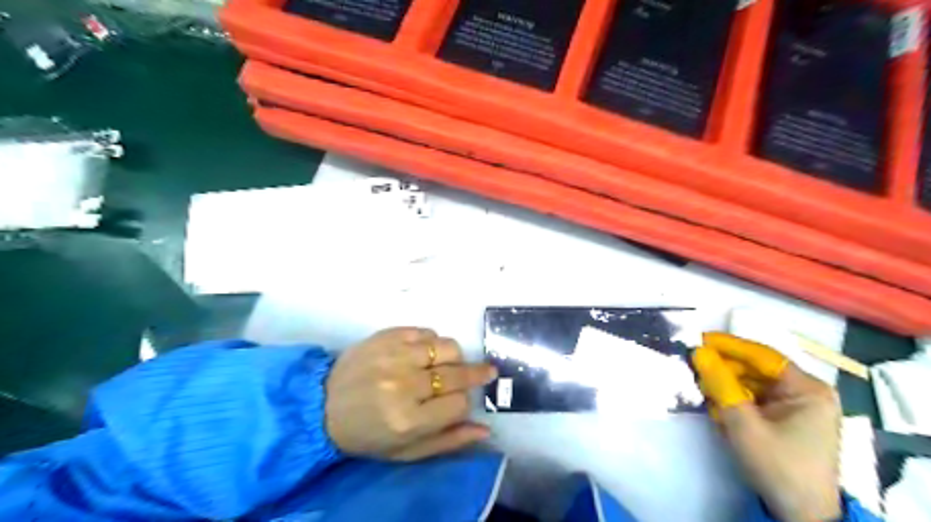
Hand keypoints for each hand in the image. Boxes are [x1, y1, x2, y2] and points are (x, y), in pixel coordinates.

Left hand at [325, 327, 494, 463]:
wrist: (322, 405)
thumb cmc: (367, 434)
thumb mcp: (405, 452)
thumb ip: (447, 441)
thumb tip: (485, 430)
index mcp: (407, 419)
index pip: (460, 403)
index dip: (464, 402)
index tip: (457, 403)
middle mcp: (403, 384)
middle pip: (458, 373)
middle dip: (476, 374)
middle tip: (485, 371)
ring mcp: (394, 355)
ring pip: (447, 346)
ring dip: (453, 357)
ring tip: (445, 365)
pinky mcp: (386, 335)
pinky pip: (426, 331)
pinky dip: (431, 342)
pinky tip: (422, 353)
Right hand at [691, 335, 844, 520]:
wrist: (799, 516)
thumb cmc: (777, 466)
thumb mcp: (743, 424)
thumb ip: (720, 384)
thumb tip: (698, 351)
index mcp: (808, 390)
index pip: (762, 356)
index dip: (729, 346)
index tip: (698, 340)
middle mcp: (805, 392)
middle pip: (755, 369)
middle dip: (724, 371)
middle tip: (694, 371)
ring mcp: (795, 406)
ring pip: (750, 384)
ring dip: (725, 387)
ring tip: (704, 394)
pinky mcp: (784, 419)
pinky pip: (752, 399)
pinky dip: (733, 401)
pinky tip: (719, 410)